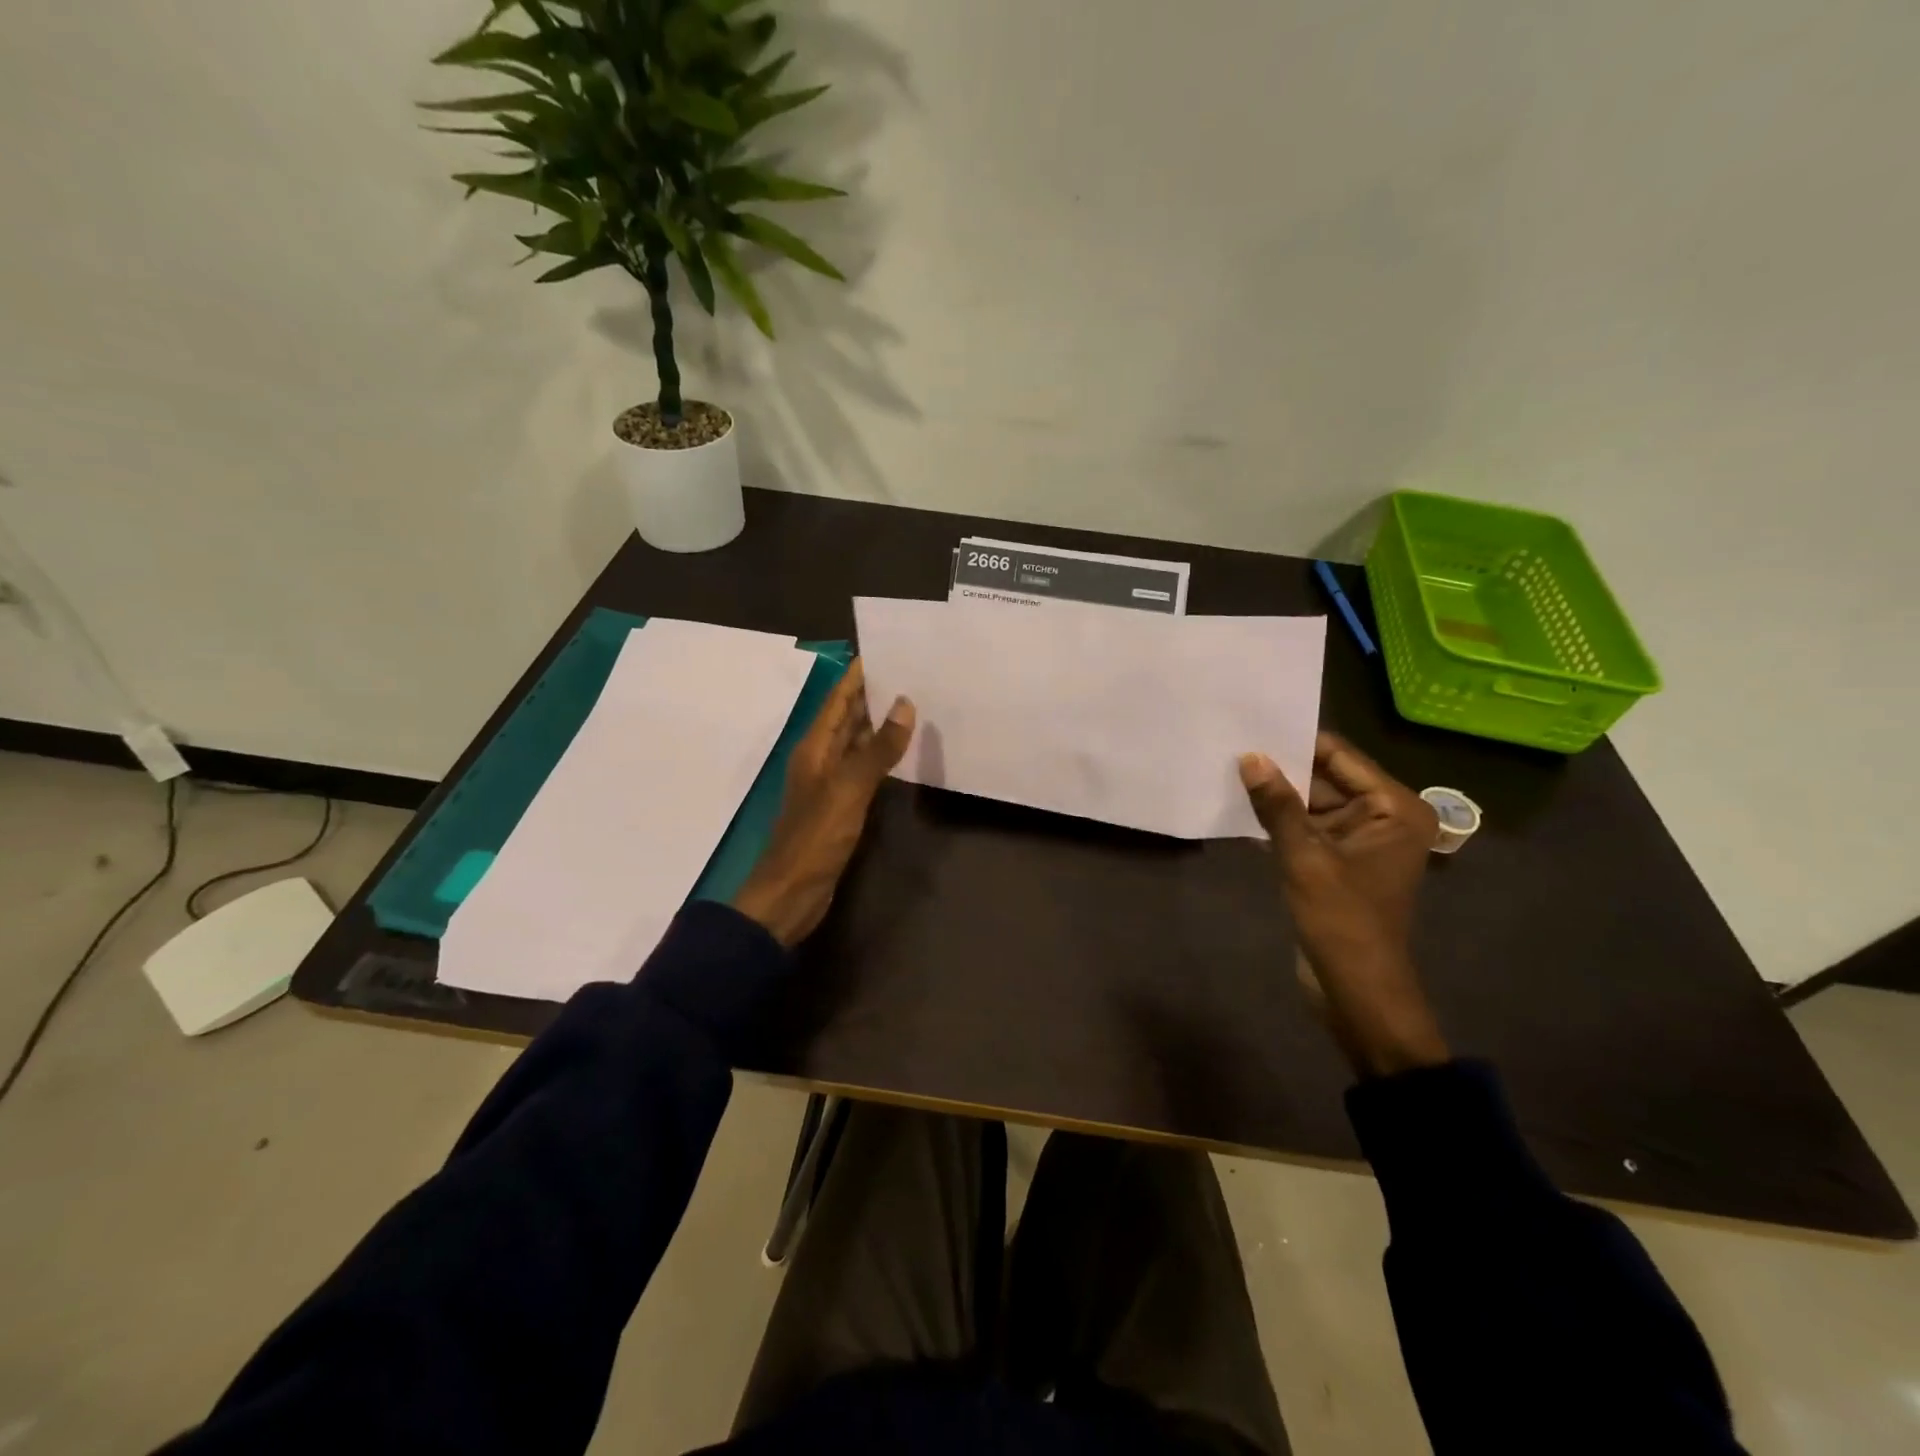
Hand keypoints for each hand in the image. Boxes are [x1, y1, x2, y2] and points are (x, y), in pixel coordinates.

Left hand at [733, 659, 913, 947]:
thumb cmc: (816, 836)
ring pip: (857, 744)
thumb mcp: (850, 788)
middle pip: (847, 718)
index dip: (857, 675)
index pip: (838, 699)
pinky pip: (864, 771)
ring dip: (879, 725)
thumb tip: (905, 704)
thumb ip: (878, 748)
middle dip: (873, 696)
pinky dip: (881, 757)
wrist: (792, 891)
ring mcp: (830, 784)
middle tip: (912, 674)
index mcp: (815, 746)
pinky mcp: (841, 807)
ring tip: (915, 704)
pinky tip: (903, 753)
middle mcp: (820, 758)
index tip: (885, 651)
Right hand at [1239, 732, 1449, 1076]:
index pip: (1340, 756)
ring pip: (1311, 802)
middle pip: (1325, 777)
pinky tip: (1240, 810)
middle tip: (1231, 747)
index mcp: (1395, 808)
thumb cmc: (1342, 921)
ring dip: (1276, 796)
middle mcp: (1383, 816)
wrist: (1356, 991)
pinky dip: (1279, 822)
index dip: (1295, 743)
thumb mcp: (1305, 858)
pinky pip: (1306, 827)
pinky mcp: (1338, 861)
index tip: (1250, 726)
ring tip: (1228, 772)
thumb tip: (1249, 757)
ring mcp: (1360, 840)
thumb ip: (1277, 805)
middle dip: (1281, 769)